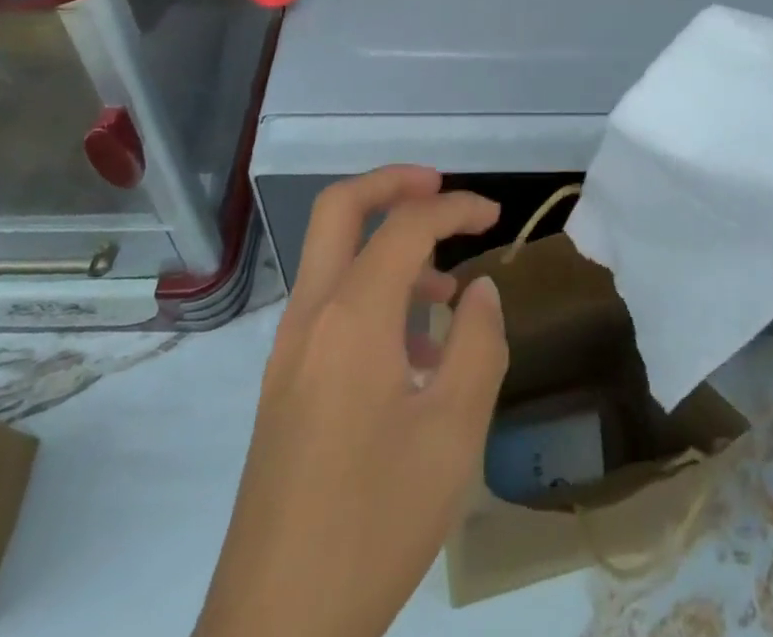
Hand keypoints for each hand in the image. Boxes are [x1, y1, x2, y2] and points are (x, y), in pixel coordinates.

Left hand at [196, 167, 507, 636]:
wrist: (275, 628)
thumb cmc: (375, 523)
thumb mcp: (454, 433)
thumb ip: (478, 344)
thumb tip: (480, 291)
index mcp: (352, 316)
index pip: (406, 224)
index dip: (456, 207)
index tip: (496, 216)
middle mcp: (311, 316)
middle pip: (340, 208)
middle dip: (393, 181)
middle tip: (441, 188)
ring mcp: (289, 350)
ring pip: (333, 257)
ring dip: (386, 245)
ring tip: (445, 291)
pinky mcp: (284, 384)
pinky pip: (330, 306)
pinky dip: (372, 293)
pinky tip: (414, 353)